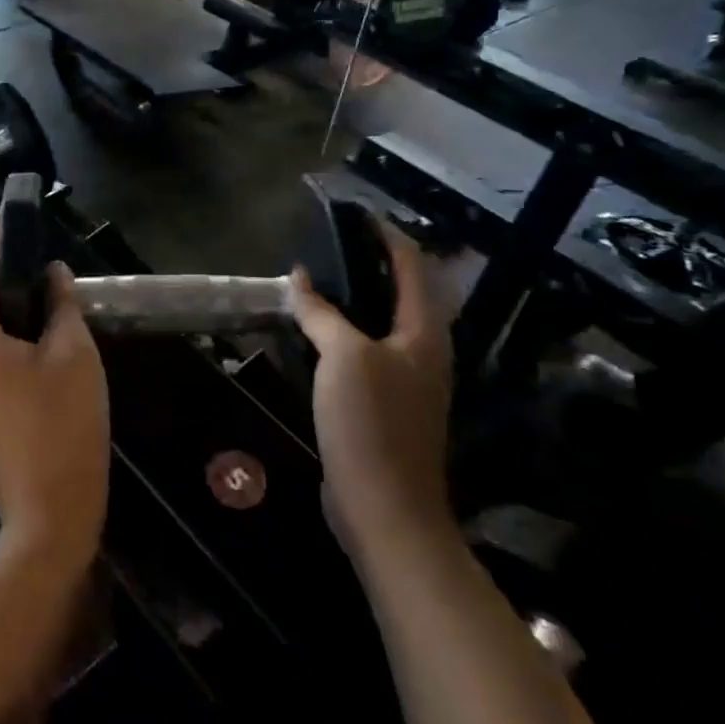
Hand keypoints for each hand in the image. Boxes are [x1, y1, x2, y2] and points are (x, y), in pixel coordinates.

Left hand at [0, 215, 109, 568]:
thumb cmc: (63, 423)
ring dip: (3, 316)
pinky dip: (1, 349)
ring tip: (42, 304)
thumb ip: (61, 304)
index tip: (9, 217)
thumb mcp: (73, 353)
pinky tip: (35, 355)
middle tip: (37, 260)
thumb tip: (53, 274)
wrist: (49, 516)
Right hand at [288, 220, 453, 543]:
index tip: (355, 213)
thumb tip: (299, 278)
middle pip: (398, 293)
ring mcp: (404, 381)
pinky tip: (311, 331)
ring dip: (350, 299)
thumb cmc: (371, 424)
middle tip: (325, 244)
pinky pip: (362, 353)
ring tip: (313, 280)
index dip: (387, 236)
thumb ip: (323, 313)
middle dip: (366, 265)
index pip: (412, 267)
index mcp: (425, 334)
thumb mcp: (344, 357)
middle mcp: (422, 352)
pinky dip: (340, 332)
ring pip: (377, 324)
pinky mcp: (382, 405)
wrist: (384, 510)